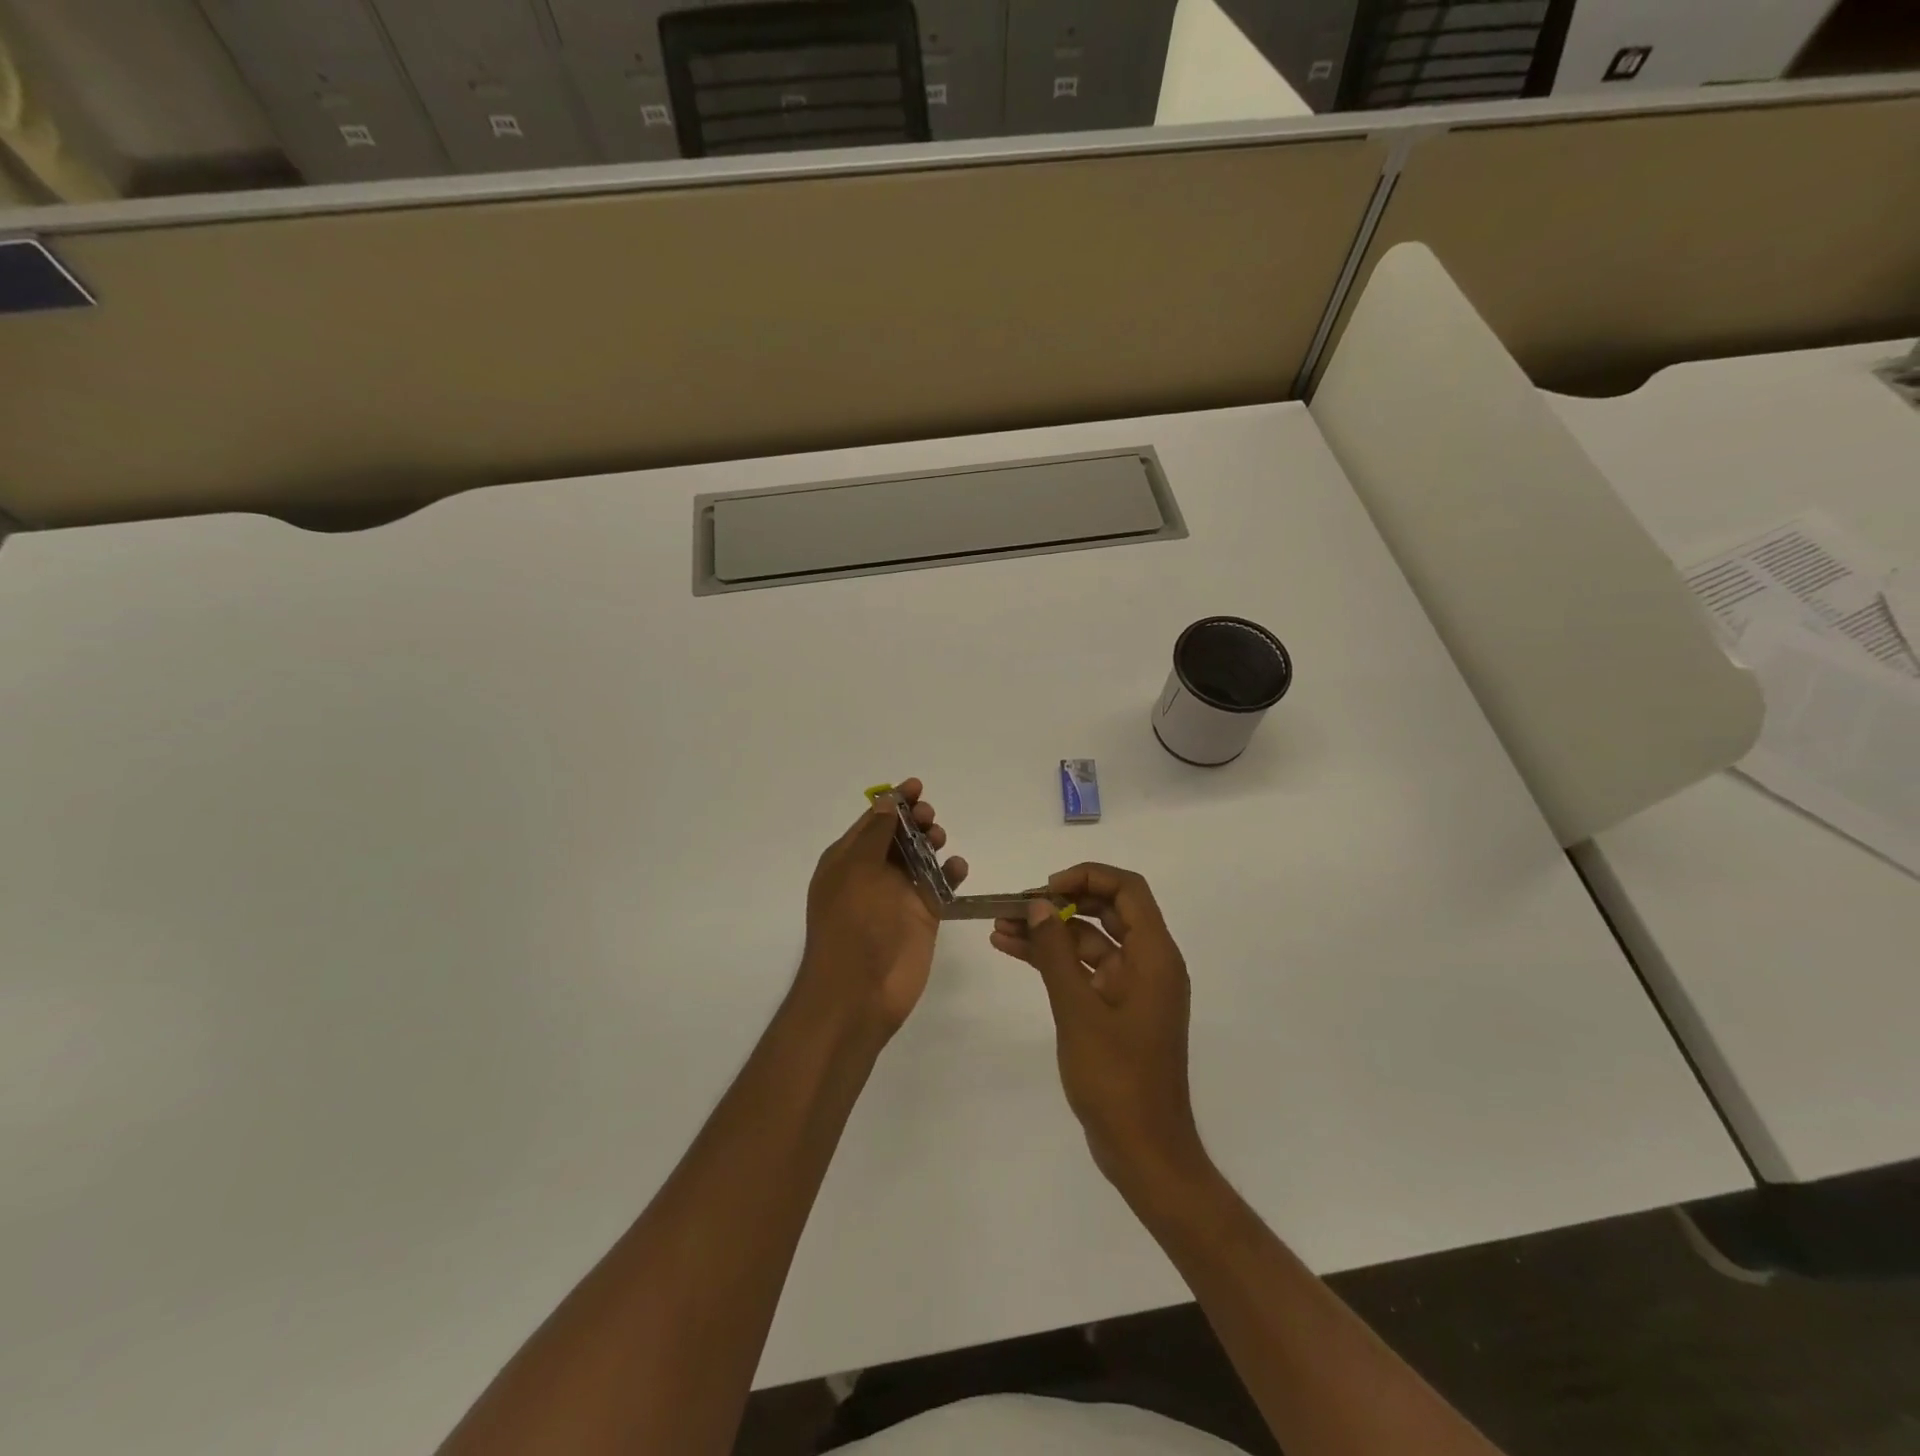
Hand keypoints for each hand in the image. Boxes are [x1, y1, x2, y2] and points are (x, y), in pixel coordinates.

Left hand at [797, 779, 967, 1036]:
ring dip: (932, 842)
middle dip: (916, 820)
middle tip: (930, 818)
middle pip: (899, 836)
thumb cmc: (851, 925)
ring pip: (921, 857)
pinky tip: (956, 868)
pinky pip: (940, 886)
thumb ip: (875, 834)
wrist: (859, 992)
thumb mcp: (856, 871)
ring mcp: (899, 895)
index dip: (893, 802)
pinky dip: (950, 873)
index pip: (872, 821)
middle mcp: (872, 874)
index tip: (916, 786)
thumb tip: (886, 801)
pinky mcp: (923, 916)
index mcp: (848, 861)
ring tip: (940, 840)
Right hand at [991, 863, 1207, 1196]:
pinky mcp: (1115, 1009)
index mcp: (1155, 956)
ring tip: (1000, 926)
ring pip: (1090, 941)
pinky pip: (1084, 970)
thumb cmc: (1117, 1078)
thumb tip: (1039, 905)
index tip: (1047, 889)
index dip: (1088, 876)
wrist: (1143, 1151)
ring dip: (1050, 932)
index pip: (1128, 890)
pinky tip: (1013, 950)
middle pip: (1108, 910)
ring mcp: (1131, 988)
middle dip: (1062, 903)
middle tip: (1018, 905)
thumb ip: (1056, 954)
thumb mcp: (1079, 1010)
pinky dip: (1053, 960)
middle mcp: (1148, 964)